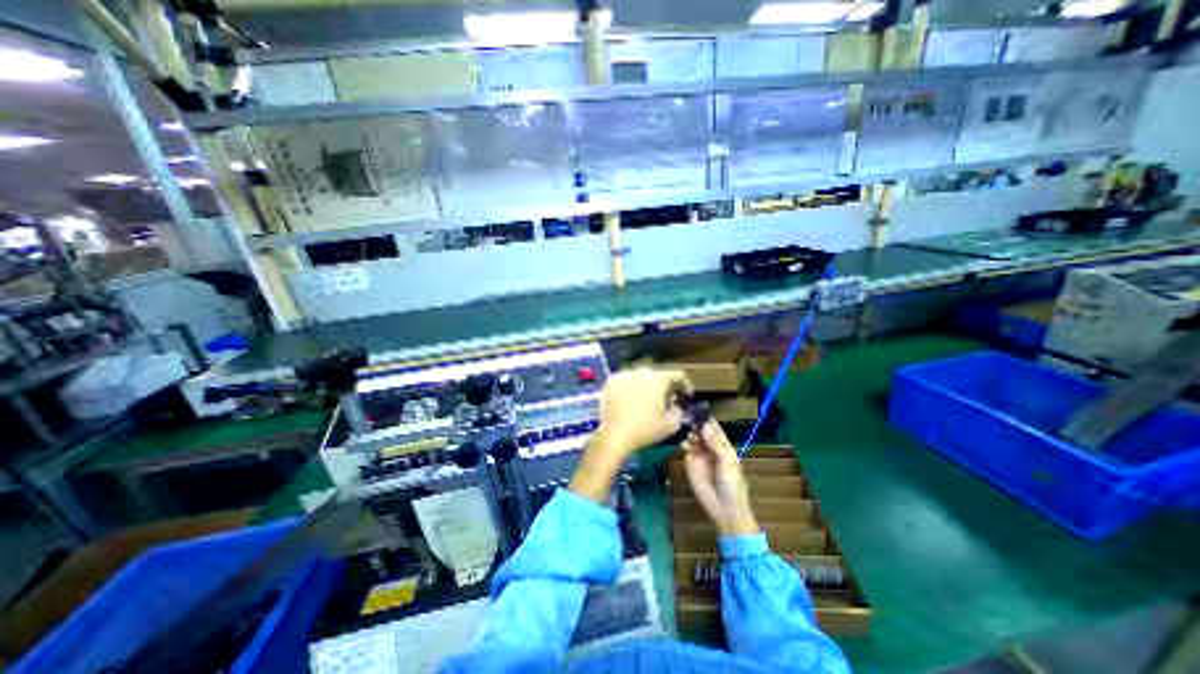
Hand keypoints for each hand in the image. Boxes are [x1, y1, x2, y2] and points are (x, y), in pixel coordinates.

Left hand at [571, 368, 694, 505]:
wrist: (614, 435)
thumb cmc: (645, 429)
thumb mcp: (671, 424)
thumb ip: (678, 411)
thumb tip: (674, 405)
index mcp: (658, 378)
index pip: (677, 375)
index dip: (685, 384)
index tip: (687, 395)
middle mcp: (641, 371)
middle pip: (658, 375)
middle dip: (665, 386)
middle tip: (667, 400)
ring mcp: (624, 375)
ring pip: (641, 377)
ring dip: (647, 386)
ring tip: (648, 400)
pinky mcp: (611, 382)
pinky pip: (626, 381)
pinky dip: (631, 388)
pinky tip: (631, 400)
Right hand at [685, 422, 758, 535]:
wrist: (724, 508)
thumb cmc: (732, 484)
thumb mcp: (727, 461)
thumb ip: (715, 442)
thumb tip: (704, 424)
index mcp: (723, 445)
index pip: (714, 427)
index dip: (707, 418)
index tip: (697, 407)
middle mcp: (710, 446)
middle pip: (700, 430)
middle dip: (695, 423)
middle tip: (687, 416)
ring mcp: (699, 454)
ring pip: (692, 437)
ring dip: (689, 432)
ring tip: (688, 432)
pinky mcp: (689, 462)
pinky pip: (685, 448)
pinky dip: (684, 444)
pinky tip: (685, 445)